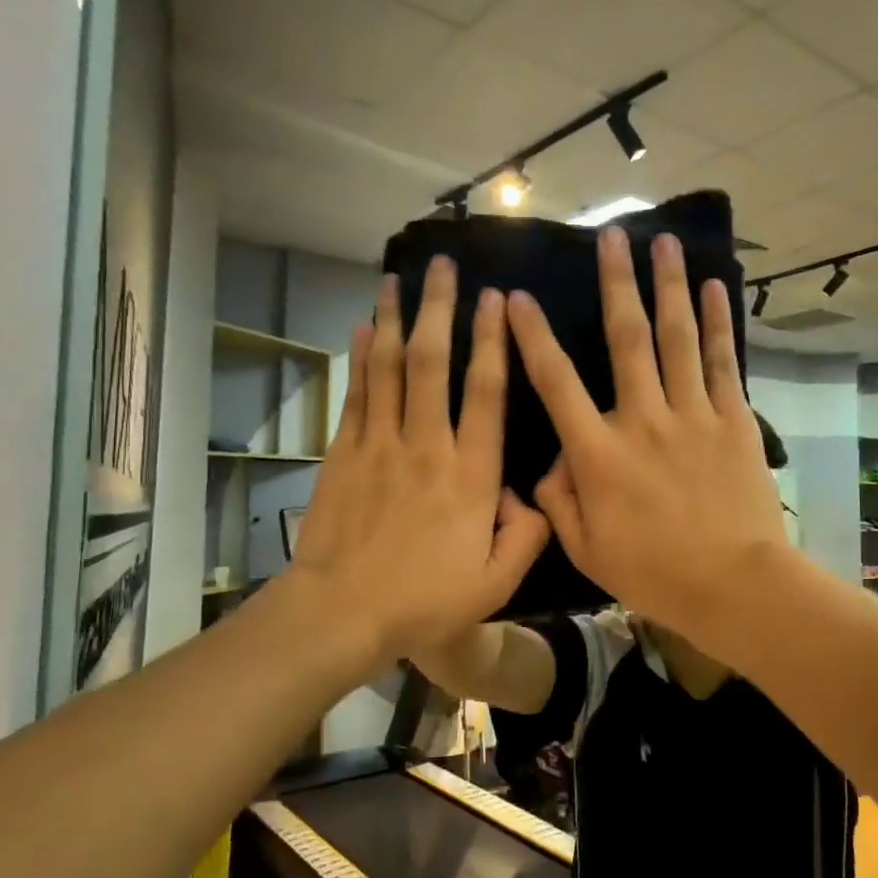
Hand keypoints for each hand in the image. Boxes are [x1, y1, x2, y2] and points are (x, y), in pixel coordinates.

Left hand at [287, 259, 549, 664]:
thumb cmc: (423, 601)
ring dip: (394, 319)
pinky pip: (356, 394)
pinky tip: (362, 329)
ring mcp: (380, 444)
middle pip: (433, 362)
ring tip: (397, 279)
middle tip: (442, 265)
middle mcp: (427, 445)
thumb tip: (536, 496)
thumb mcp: (495, 583)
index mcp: (470, 474)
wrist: (341, 612)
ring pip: (389, 368)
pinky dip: (360, 358)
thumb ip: (527, 535)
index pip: (486, 393)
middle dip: (439, 309)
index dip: (493, 342)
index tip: (495, 301)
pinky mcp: (344, 453)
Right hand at [507, 227, 786, 633]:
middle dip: (616, 282)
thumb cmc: (655, 573)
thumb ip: (559, 501)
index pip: (556, 382)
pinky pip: (720, 362)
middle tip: (612, 236)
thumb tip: (549, 463)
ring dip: (668, 286)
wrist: (735, 584)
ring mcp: (692, 415)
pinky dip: (716, 323)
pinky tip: (712, 288)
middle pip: (626, 338)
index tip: (518, 298)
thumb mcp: (587, 549)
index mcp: (598, 453)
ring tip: (665, 242)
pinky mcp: (733, 420)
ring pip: (676, 337)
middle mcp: (642, 419)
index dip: (533, 337)